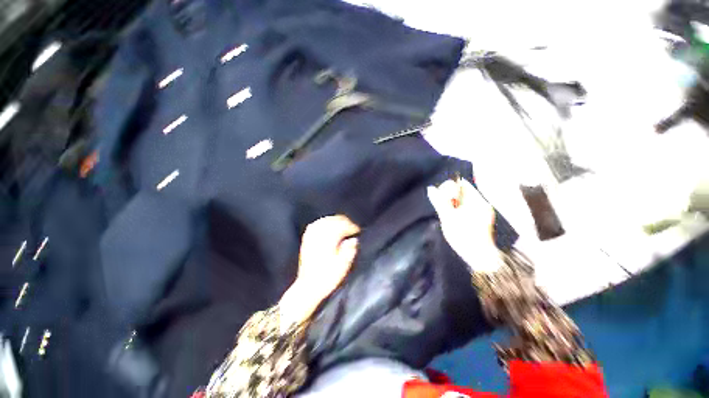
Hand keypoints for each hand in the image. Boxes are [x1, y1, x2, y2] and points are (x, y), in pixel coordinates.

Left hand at [280, 215, 359, 326]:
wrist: (308, 287)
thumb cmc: (327, 277)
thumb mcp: (343, 266)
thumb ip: (350, 250)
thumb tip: (353, 239)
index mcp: (329, 239)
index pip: (342, 226)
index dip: (352, 226)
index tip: (357, 230)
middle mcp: (319, 235)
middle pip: (334, 221)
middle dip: (344, 222)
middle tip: (352, 227)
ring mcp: (311, 236)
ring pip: (325, 220)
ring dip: (335, 220)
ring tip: (342, 225)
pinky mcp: (307, 239)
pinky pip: (316, 224)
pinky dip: (324, 222)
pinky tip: (327, 224)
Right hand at [427, 178, 500, 272]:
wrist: (479, 256)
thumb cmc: (462, 237)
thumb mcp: (447, 218)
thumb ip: (439, 201)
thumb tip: (431, 188)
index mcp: (475, 200)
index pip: (461, 184)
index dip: (449, 188)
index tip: (443, 199)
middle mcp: (481, 202)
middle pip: (462, 190)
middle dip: (450, 197)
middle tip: (445, 209)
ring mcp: (482, 210)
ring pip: (463, 200)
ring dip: (453, 204)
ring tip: (449, 215)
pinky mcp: (482, 217)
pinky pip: (467, 207)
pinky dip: (458, 210)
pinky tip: (455, 219)